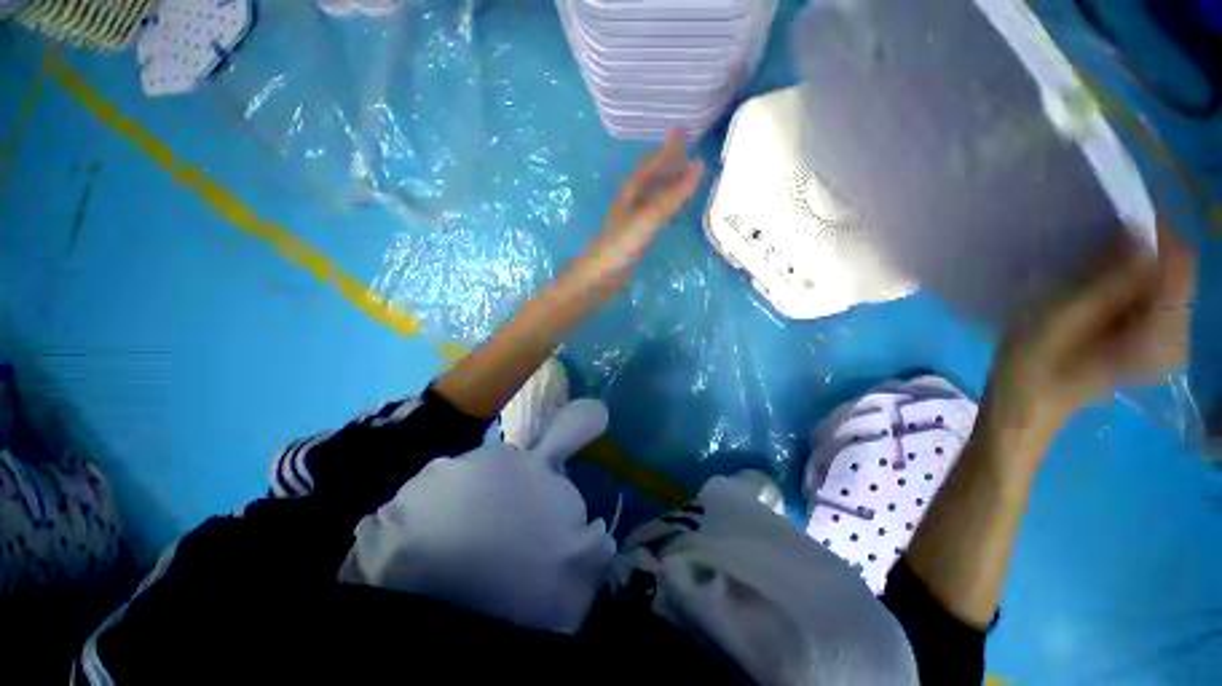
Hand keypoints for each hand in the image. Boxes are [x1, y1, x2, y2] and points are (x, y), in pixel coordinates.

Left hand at [568, 130, 702, 293]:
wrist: (598, 277)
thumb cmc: (620, 246)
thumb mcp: (647, 218)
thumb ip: (671, 196)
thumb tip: (697, 167)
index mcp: (629, 193)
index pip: (649, 166)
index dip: (666, 151)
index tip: (682, 133)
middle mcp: (628, 203)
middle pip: (648, 178)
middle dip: (666, 163)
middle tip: (685, 152)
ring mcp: (629, 221)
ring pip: (650, 195)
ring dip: (665, 184)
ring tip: (682, 177)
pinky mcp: (632, 238)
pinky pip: (652, 213)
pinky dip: (663, 205)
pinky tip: (668, 211)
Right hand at [984, 227, 1194, 445]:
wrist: (1025, 406)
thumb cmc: (1032, 368)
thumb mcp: (1059, 320)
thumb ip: (1105, 281)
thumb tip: (1138, 232)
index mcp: (1162, 339)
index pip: (1179, 266)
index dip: (1152, 235)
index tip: (1112, 222)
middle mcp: (1179, 338)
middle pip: (1173, 271)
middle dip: (1137, 253)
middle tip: (1087, 257)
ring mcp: (1168, 340)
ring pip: (1162, 279)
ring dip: (1127, 267)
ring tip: (1084, 277)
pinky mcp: (1154, 338)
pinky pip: (1151, 293)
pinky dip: (1126, 281)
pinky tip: (1094, 293)